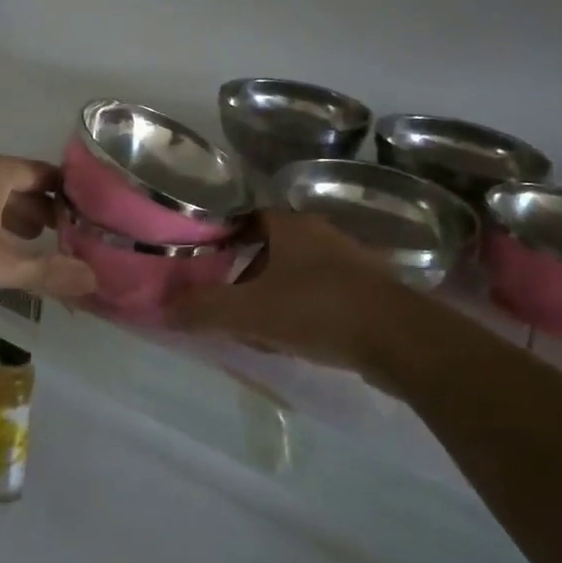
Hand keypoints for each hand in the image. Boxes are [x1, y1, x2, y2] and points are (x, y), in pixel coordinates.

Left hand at [0, 151, 95, 301]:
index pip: (47, 174)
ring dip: (16, 222)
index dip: (70, 195)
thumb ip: (48, 272)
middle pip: (21, 186)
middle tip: (70, 238)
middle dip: (45, 212)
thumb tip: (94, 280)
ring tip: (38, 247)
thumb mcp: (1, 263)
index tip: (91, 219)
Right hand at [167, 210, 405, 383]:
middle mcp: (320, 235)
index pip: (246, 220)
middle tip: (227, 306)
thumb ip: (204, 309)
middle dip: (246, 279)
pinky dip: (301, 314)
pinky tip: (295, 342)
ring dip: (273, 299)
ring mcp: (348, 262)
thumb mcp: (251, 311)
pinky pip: (320, 297)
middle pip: (269, 250)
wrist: (399, 339)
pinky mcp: (367, 292)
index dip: (222, 241)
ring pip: (294, 276)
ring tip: (257, 332)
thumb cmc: (318, 309)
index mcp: (291, 226)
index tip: (204, 266)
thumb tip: (162, 309)